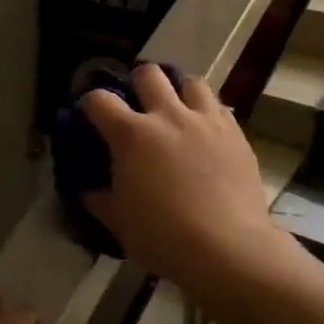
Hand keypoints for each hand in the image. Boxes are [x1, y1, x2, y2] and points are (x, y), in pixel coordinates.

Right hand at [81, 64, 284, 293]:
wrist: (228, 249)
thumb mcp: (121, 224)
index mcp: (132, 136)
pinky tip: (206, 132)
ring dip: (179, 90)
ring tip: (177, 109)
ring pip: (190, 81)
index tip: (90, 113)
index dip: (90, 102)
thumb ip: (101, 201)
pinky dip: (207, 112)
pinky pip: (219, 107)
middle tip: (137, 104)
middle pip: (148, 74)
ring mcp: (205, 120)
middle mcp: (168, 116)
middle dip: (137, 83)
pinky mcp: (235, 132)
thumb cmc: (165, 238)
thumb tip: (88, 191)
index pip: (100, 100)